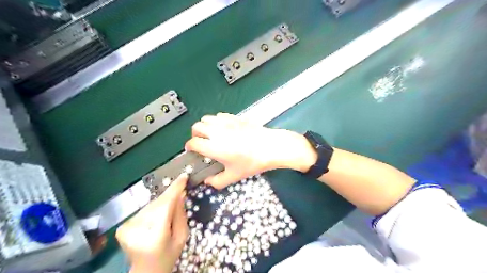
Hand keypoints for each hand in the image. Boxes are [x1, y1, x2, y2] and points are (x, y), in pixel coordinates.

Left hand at [116, 173, 187, 272]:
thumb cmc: (168, 256)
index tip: (184, 176)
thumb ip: (180, 214)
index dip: (175, 189)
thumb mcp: (181, 237)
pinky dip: (153, 209)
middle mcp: (138, 228)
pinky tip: (157, 217)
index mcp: (155, 235)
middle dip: (170, 195)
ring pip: (151, 204)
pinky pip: (145, 210)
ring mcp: (128, 227)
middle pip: (158, 203)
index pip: (165, 205)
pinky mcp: (123, 226)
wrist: (145, 270)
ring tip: (168, 210)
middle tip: (181, 188)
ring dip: (162, 202)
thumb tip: (180, 194)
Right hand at [184, 113, 315, 189]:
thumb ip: (217, 181)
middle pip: (196, 127)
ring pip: (207, 118)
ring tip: (212, 134)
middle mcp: (217, 132)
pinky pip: (219, 115)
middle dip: (195, 135)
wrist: (271, 146)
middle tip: (202, 142)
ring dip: (205, 126)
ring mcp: (226, 122)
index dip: (189, 147)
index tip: (192, 151)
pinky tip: (224, 128)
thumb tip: (208, 181)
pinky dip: (216, 121)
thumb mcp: (234, 176)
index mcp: (214, 147)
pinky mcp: (235, 118)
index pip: (193, 143)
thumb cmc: (252, 162)